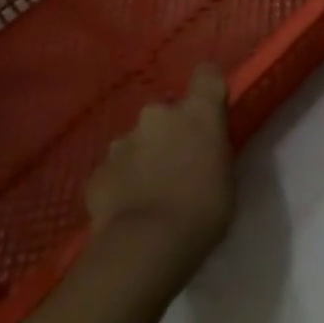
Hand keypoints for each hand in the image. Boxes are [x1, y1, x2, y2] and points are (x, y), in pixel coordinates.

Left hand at [84, 63, 234, 277]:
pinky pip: (116, 170)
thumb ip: (213, 149)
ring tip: (150, 194)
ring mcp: (123, 141)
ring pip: (138, 142)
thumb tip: (203, 147)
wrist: (143, 247)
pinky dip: (122, 183)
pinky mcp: (97, 172)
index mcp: (197, 112)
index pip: (207, 74)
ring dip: (145, 157)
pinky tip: (128, 211)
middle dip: (171, 133)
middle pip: (167, 114)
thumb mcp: (226, 176)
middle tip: (179, 166)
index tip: (211, 106)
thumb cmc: (202, 210)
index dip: (208, 87)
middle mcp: (157, 114)